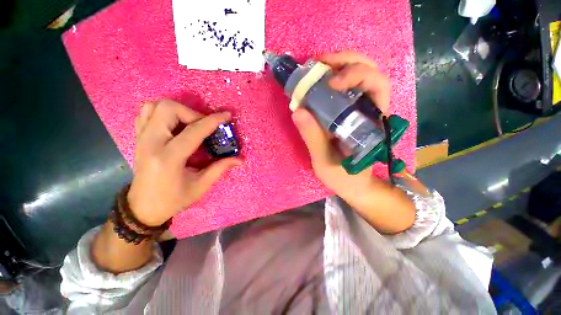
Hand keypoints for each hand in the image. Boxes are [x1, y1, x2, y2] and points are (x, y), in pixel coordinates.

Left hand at [127, 99, 241, 225]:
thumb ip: (220, 168)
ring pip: (154, 106)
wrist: (143, 207)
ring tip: (189, 123)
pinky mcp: (138, 138)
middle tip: (204, 126)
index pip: (194, 131)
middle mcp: (151, 143)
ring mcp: (141, 138)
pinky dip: (162, 112)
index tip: (226, 115)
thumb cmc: (173, 199)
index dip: (213, 121)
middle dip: (192, 113)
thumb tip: (239, 159)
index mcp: (169, 157)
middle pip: (168, 109)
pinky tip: (174, 124)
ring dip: (177, 110)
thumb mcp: (201, 186)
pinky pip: (146, 113)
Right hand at [292, 51, 414, 233]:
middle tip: (319, 64)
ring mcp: (362, 110)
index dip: (356, 75)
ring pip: (361, 74)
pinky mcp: (352, 113)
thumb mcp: (324, 161)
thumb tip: (298, 111)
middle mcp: (372, 111)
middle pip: (371, 71)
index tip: (330, 82)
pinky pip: (348, 87)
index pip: (377, 85)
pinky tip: (319, 81)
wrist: (355, 185)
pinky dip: (335, 77)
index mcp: (371, 123)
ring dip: (340, 65)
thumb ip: (313, 138)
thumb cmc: (344, 177)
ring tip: (317, 68)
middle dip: (346, 61)